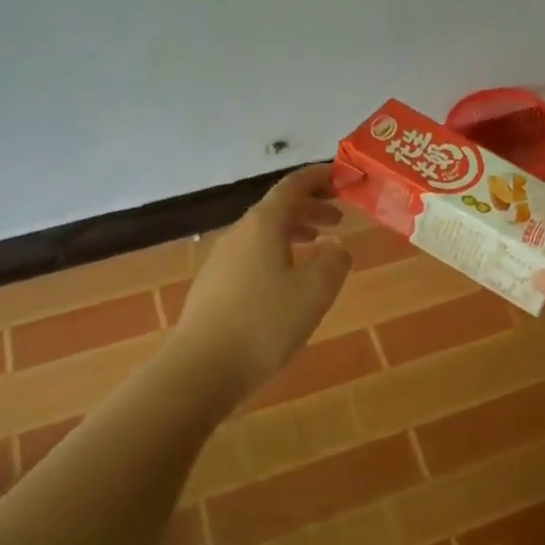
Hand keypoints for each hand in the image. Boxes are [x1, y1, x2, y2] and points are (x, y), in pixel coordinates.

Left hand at [170, 164, 351, 403]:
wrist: (202, 368)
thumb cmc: (265, 322)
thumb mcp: (315, 291)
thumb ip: (334, 262)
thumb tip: (336, 248)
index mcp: (263, 225)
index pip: (293, 186)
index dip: (319, 178)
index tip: (342, 176)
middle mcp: (239, 235)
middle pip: (277, 209)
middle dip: (310, 209)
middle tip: (339, 220)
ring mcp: (222, 261)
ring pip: (264, 235)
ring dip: (295, 234)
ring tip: (319, 249)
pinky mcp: (215, 288)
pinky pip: (253, 257)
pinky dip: (278, 256)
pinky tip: (289, 283)